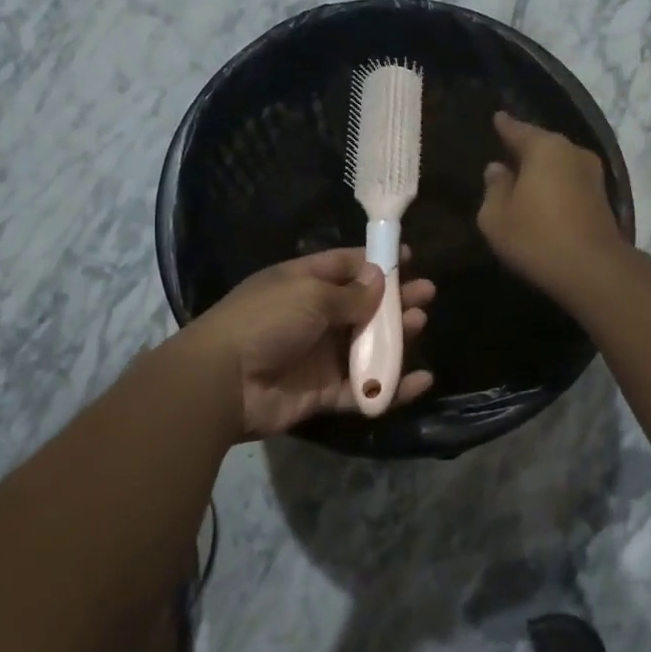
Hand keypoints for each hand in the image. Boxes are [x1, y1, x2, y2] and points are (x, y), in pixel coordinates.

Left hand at [183, 249, 435, 439]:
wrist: (224, 383)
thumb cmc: (266, 322)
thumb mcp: (309, 295)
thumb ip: (350, 293)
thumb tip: (379, 280)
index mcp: (302, 283)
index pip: (344, 266)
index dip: (375, 262)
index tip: (407, 258)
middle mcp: (312, 317)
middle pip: (361, 306)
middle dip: (394, 300)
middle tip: (426, 295)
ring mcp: (318, 356)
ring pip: (366, 346)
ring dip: (395, 338)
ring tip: (419, 324)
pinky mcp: (323, 393)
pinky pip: (363, 388)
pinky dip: (391, 386)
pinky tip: (420, 379)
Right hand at [477, 112, 627, 298]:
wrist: (593, 270)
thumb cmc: (536, 237)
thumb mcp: (496, 216)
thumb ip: (494, 188)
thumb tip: (497, 169)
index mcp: (545, 148)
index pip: (518, 129)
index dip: (504, 126)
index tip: (497, 118)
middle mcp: (573, 152)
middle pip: (543, 145)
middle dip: (524, 149)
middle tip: (506, 154)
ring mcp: (593, 175)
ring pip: (559, 165)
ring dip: (542, 171)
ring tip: (523, 178)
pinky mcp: (602, 199)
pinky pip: (570, 183)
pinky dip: (556, 187)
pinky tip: (544, 199)